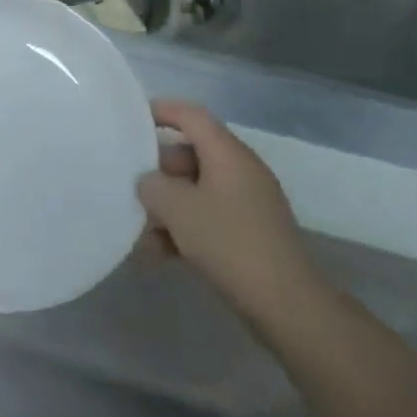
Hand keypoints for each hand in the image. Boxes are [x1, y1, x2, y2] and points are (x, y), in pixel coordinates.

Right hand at [139, 102, 316, 316]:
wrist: (287, 305)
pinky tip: (156, 253)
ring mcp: (247, 204)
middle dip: (157, 169)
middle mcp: (240, 171)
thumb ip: (152, 185)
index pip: (191, 116)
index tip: (130, 118)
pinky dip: (182, 229)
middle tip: (128, 183)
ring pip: (195, 190)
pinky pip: (206, 218)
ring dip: (166, 206)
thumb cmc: (229, 242)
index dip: (161, 111)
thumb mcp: (177, 208)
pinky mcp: (248, 234)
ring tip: (137, 229)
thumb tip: (149, 183)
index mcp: (228, 154)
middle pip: (190, 154)